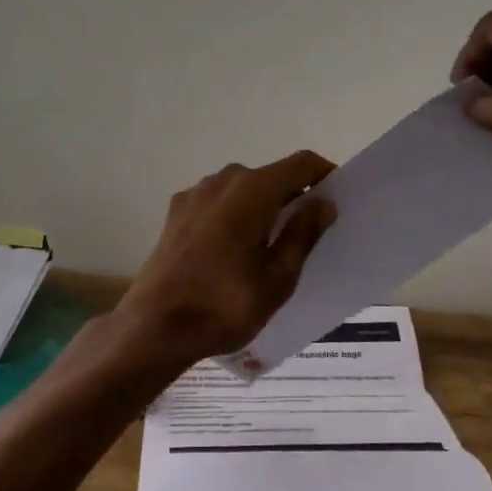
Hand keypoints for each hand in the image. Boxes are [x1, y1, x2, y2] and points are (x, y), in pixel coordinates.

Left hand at [112, 151, 337, 374]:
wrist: (153, 327)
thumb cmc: (224, 305)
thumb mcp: (278, 278)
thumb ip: (303, 234)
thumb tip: (323, 202)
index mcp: (253, 190)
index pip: (301, 163)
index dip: (325, 174)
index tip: (338, 197)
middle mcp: (223, 180)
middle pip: (270, 176)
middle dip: (293, 196)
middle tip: (308, 231)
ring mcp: (195, 194)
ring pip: (242, 189)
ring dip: (262, 206)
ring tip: (270, 245)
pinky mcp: (176, 212)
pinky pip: (218, 203)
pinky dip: (235, 215)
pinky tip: (233, 251)